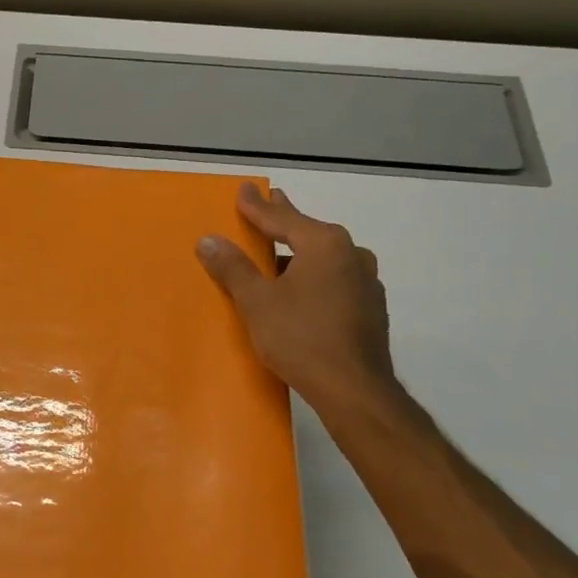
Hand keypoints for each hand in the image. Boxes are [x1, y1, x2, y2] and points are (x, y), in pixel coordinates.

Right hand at [196, 184, 398, 416]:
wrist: (354, 388)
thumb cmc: (301, 338)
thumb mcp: (257, 302)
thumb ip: (233, 268)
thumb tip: (207, 240)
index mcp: (325, 244)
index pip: (282, 218)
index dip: (257, 206)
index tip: (243, 189)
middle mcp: (351, 254)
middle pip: (308, 232)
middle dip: (285, 220)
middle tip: (271, 202)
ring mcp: (366, 282)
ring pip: (324, 258)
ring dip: (300, 253)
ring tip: (280, 254)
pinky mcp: (370, 308)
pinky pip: (335, 280)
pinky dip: (314, 277)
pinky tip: (303, 291)